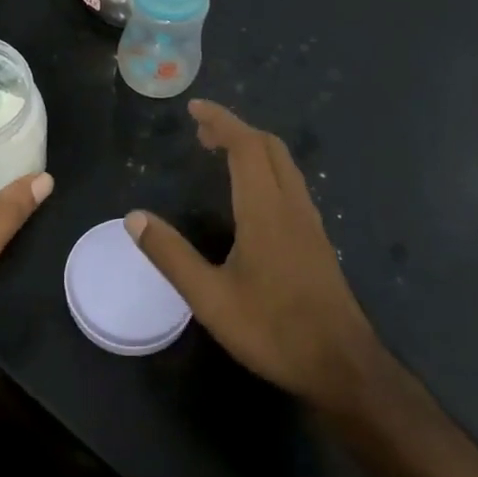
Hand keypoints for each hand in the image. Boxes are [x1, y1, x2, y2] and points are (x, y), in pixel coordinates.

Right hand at [127, 100, 379, 416]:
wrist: (344, 367)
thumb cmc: (273, 330)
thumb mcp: (210, 299)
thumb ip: (171, 255)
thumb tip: (133, 217)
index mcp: (265, 211)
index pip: (246, 146)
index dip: (221, 121)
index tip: (194, 109)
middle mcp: (292, 206)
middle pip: (269, 147)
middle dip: (235, 129)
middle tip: (201, 132)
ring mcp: (310, 223)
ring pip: (284, 165)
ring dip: (253, 148)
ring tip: (221, 154)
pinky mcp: (318, 240)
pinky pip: (291, 184)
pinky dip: (266, 168)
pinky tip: (251, 194)